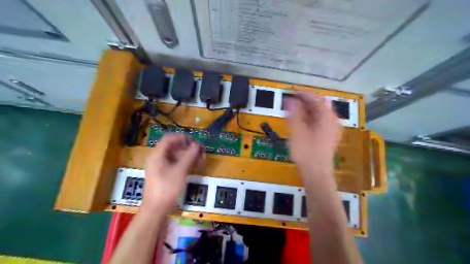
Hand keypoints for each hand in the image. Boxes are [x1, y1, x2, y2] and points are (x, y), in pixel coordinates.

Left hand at [142, 134, 203, 213]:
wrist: (155, 210)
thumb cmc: (167, 188)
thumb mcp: (180, 170)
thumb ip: (190, 156)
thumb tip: (197, 144)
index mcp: (157, 155)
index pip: (169, 139)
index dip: (182, 138)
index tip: (194, 141)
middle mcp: (157, 159)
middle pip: (173, 148)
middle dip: (187, 148)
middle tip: (199, 151)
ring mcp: (160, 167)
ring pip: (175, 157)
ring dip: (188, 156)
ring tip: (200, 160)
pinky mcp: (163, 175)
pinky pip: (175, 165)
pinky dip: (184, 164)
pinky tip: (194, 167)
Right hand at [284, 91, 343, 178]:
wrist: (316, 173)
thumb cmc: (306, 152)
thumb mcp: (297, 131)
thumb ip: (294, 113)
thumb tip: (290, 99)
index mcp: (326, 117)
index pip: (315, 98)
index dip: (302, 95)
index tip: (290, 94)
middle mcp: (332, 120)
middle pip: (318, 106)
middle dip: (303, 104)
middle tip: (289, 106)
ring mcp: (332, 129)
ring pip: (318, 115)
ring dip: (305, 112)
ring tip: (292, 115)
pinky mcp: (328, 136)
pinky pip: (319, 123)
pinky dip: (309, 120)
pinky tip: (300, 125)